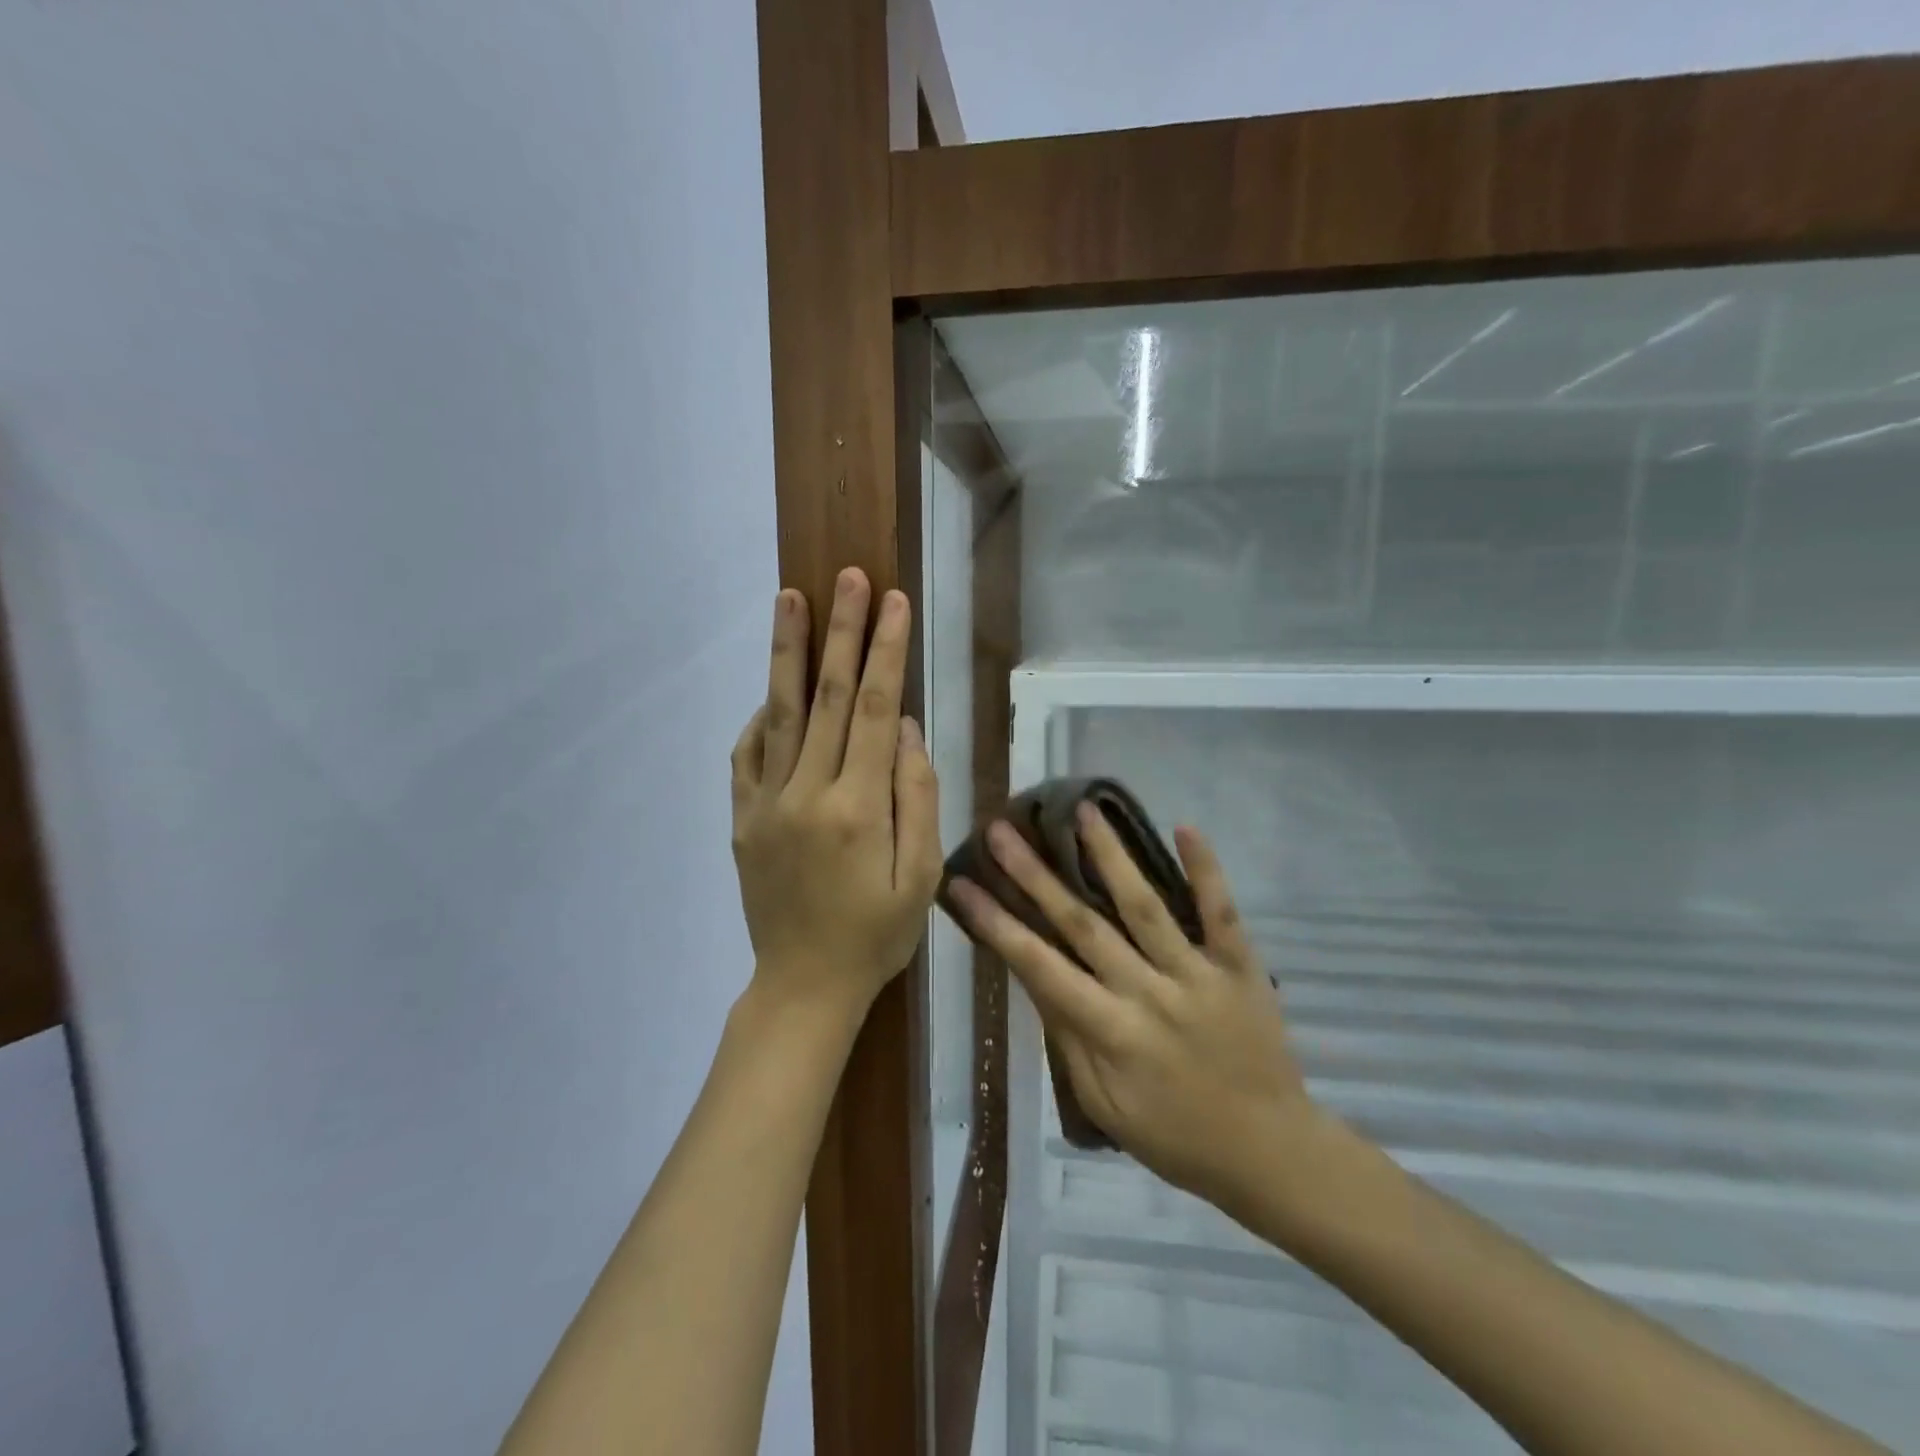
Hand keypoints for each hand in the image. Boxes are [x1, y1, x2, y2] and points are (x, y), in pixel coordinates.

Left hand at [730, 568, 942, 1018]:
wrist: (803, 985)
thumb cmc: (876, 935)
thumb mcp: (920, 879)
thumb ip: (917, 799)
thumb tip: (908, 731)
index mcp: (859, 808)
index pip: (878, 711)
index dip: (887, 652)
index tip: (894, 602)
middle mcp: (808, 793)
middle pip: (829, 697)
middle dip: (843, 631)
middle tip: (848, 576)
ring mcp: (766, 803)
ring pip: (780, 712)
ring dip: (789, 651)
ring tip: (790, 597)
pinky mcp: (742, 817)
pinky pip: (747, 754)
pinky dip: (761, 714)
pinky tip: (773, 688)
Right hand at [946, 807, 1324, 1209]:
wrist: (1271, 1154)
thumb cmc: (1176, 1138)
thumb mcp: (1105, 1106)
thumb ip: (1068, 1040)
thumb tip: (1034, 977)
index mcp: (1110, 1032)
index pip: (1039, 966)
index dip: (997, 923)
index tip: (962, 884)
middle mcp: (1148, 993)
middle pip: (1083, 923)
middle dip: (1036, 875)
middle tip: (1002, 830)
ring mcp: (1197, 974)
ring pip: (1145, 905)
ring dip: (1111, 855)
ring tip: (1082, 810)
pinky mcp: (1240, 966)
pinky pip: (1222, 913)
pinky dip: (1206, 870)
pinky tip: (1184, 827)